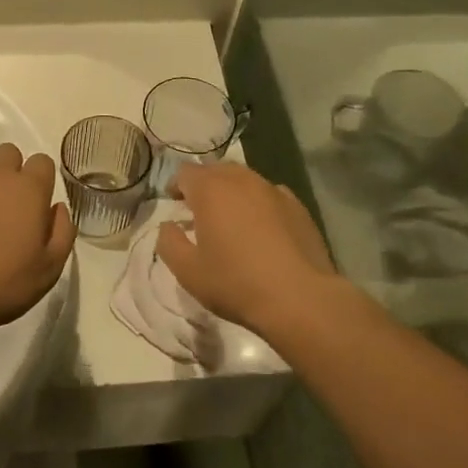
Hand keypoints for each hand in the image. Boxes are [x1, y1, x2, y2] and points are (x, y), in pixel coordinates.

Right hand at [158, 164, 335, 333]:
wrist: (300, 298)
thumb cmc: (236, 283)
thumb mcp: (188, 271)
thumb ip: (168, 242)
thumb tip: (168, 226)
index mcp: (210, 190)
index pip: (185, 173)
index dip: (176, 186)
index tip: (175, 203)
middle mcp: (242, 180)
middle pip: (216, 170)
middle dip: (204, 185)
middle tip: (200, 210)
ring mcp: (273, 190)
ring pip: (245, 179)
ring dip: (232, 192)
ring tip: (231, 218)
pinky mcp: (298, 206)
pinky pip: (270, 195)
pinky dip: (259, 204)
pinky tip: (262, 228)